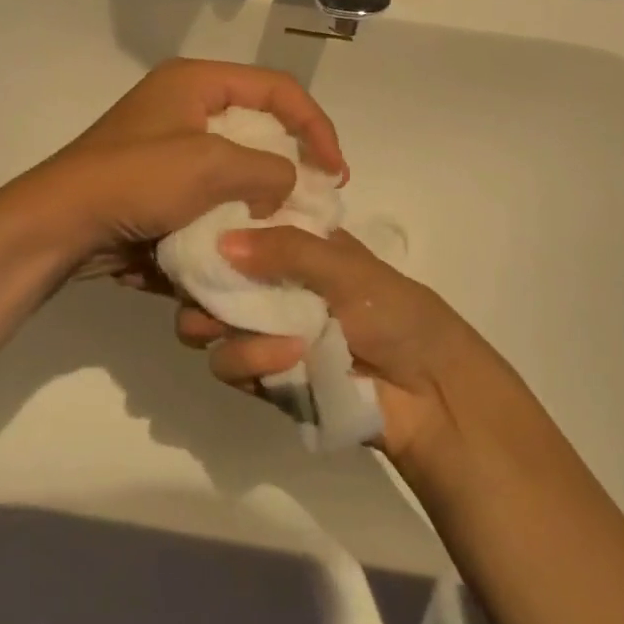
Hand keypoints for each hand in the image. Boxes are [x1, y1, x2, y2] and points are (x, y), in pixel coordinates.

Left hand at [22, 59, 345, 276]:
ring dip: (262, 189)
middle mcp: (184, 105)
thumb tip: (286, 185)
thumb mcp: (211, 167)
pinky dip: (232, 208)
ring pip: (236, 161)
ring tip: (285, 220)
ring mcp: (169, 146)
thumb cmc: (135, 181)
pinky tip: (246, 234)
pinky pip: (210, 189)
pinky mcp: (159, 183)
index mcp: (195, 82)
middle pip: (258, 123)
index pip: (278, 88)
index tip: (336, 171)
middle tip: (318, 195)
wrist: (59, 226)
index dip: (316, 125)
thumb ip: (267, 169)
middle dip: (291, 160)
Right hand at [175, 227, 506, 465]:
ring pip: (207, 326)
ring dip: (226, 328)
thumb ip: (287, 250)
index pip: (238, 230)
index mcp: (295, 248)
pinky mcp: (264, 377)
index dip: (213, 229)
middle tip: (203, 290)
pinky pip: (229, 366)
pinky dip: (250, 361)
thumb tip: (221, 242)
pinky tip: (287, 360)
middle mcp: (271, 286)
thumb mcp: (348, 269)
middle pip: (210, 280)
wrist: (430, 395)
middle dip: (199, 286)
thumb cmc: (397, 314)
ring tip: (264, 333)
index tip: (193, 231)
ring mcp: (264, 332)